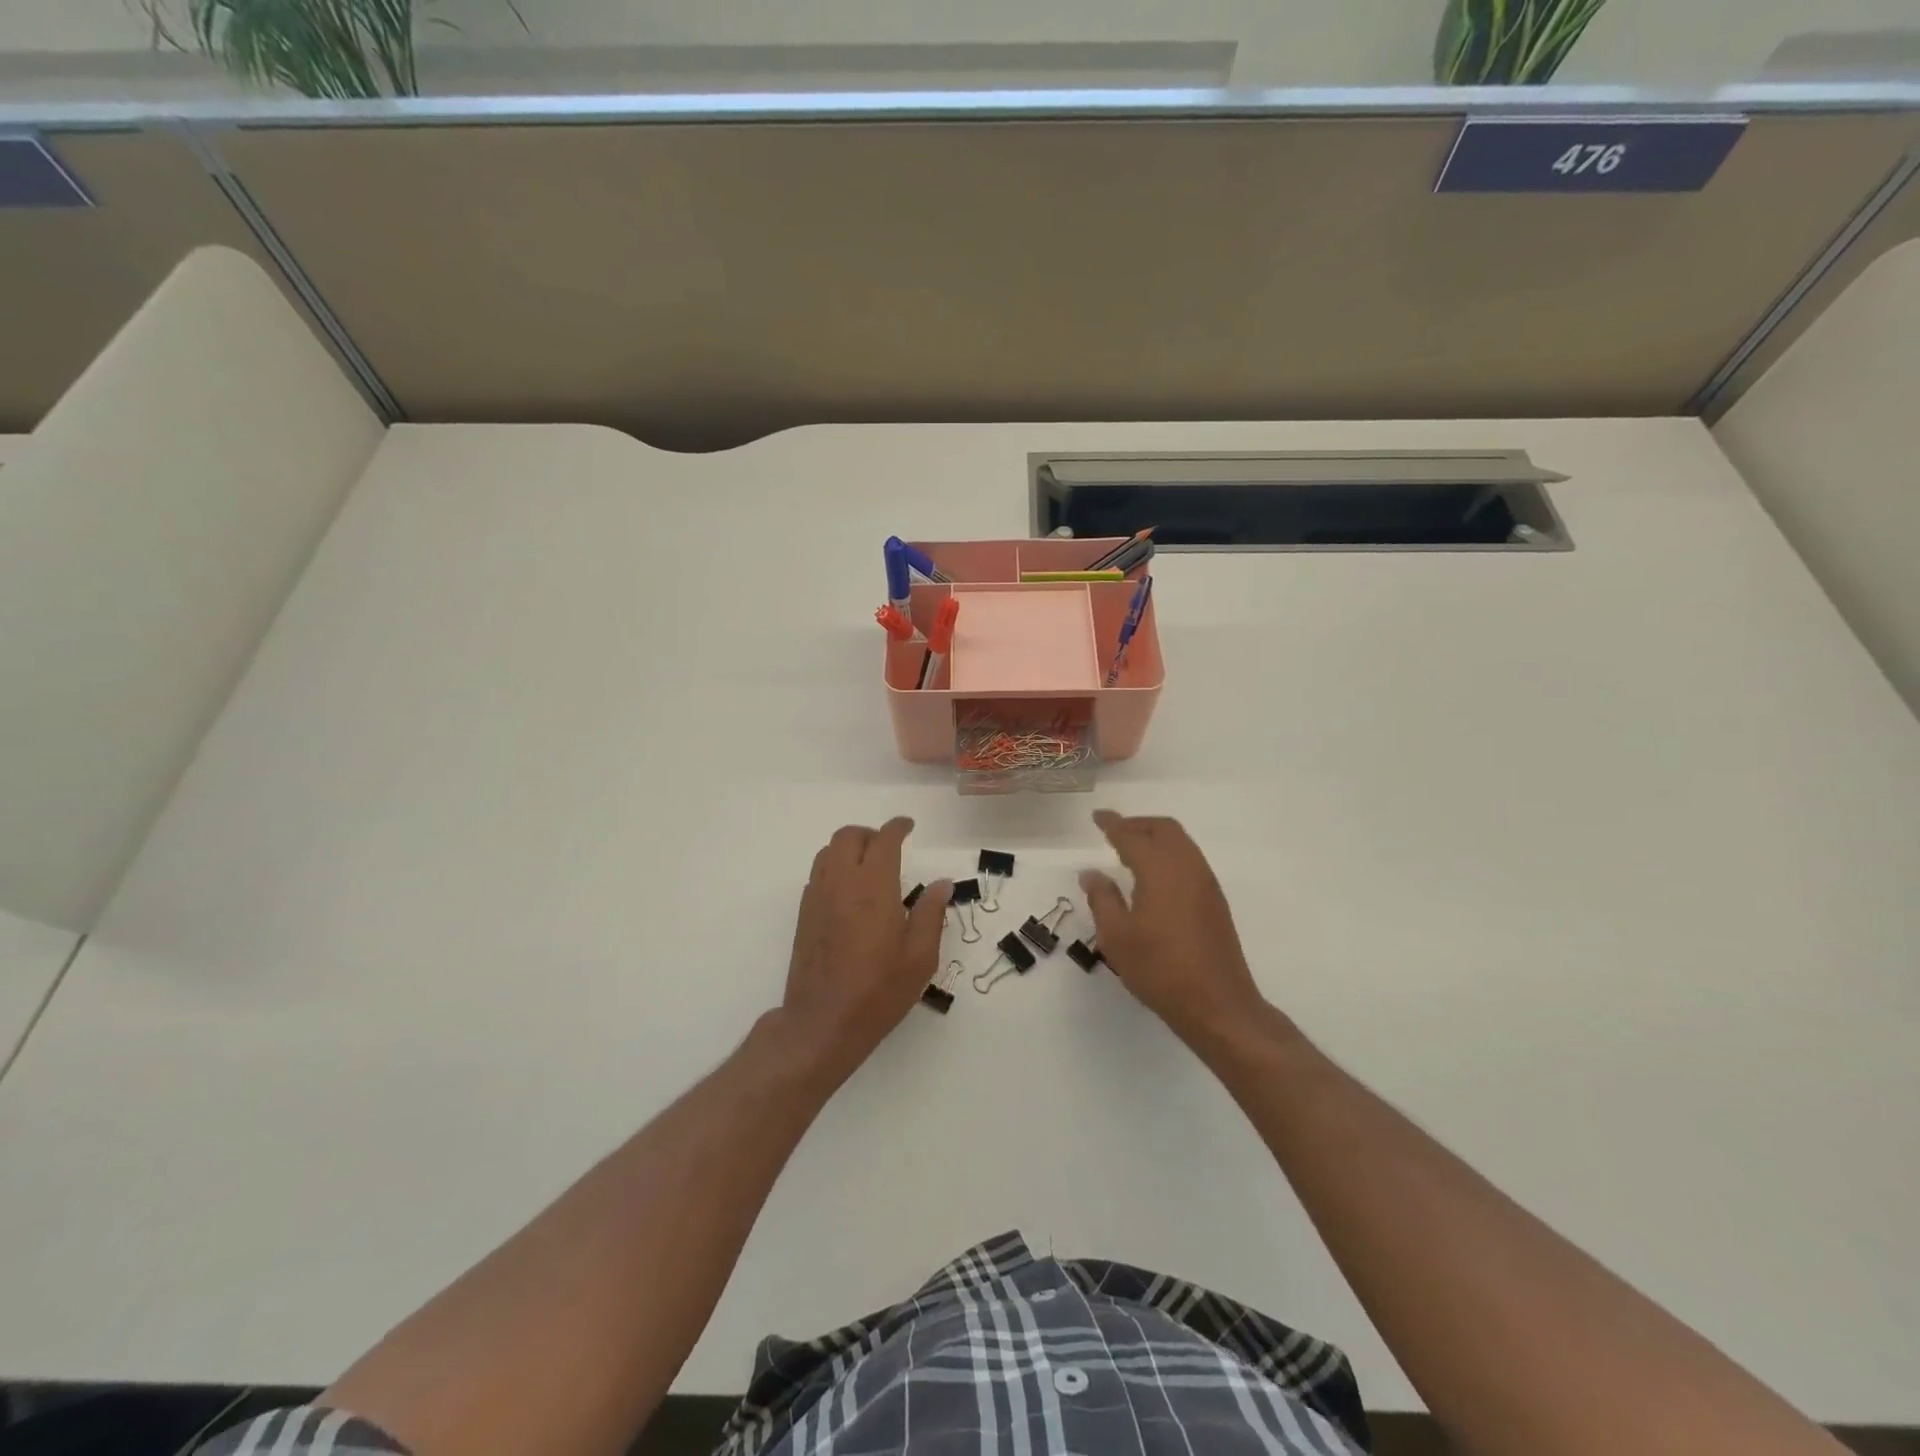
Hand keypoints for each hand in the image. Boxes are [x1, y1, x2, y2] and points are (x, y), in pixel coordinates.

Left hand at [780, 818, 950, 1083]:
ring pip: (827, 852)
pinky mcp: (804, 915)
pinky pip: (817, 875)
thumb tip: (942, 883)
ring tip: (868, 866)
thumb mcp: (920, 956)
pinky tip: (849, 893)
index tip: (909, 826)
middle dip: (870, 833)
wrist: (823, 1022)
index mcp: (873, 886)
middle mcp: (841, 882)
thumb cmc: (879, 990)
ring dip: (849, 848)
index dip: (897, 827)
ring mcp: (817, 897)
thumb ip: (931, 913)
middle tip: (890, 847)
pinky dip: (834, 868)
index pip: (884, 840)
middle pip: (848, 836)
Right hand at [1080, 811, 1268, 1048]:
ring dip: (1156, 839)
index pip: (1131, 836)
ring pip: (1181, 843)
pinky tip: (1154, 877)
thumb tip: (1092, 874)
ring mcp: (1206, 883)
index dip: (1113, 824)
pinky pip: (1189, 860)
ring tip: (1131, 852)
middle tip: (1114, 832)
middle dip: (1138, 825)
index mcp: (1160, 869)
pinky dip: (1169, 855)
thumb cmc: (1160, 969)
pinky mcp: (1215, 901)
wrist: (1218, 1004)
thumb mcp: (1116, 937)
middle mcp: (1187, 867)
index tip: (1098, 817)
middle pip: (1164, 829)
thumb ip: (1102, 899)